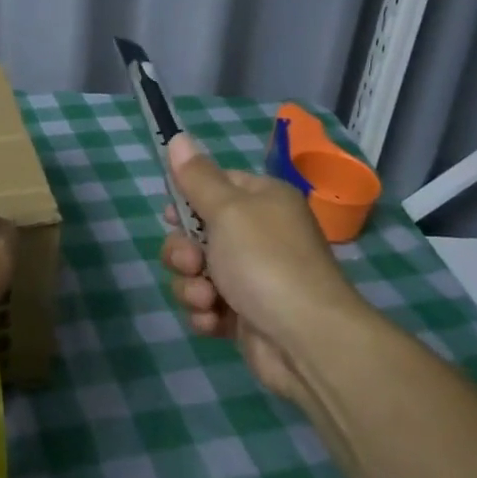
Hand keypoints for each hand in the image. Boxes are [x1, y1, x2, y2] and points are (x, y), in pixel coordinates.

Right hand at [160, 134, 370, 403]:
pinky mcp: (244, 315)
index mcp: (263, 200)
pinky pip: (207, 305)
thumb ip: (197, 177)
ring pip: (196, 272)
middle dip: (182, 251)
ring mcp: (251, 278)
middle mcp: (259, 235)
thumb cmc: (265, 262)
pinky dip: (205, 313)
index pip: (216, 186)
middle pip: (197, 233)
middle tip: (190, 262)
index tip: (170, 215)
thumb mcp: (227, 210)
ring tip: (206, 300)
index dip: (187, 199)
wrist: (306, 340)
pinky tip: (214, 321)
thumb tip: (179, 137)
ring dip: (191, 286)